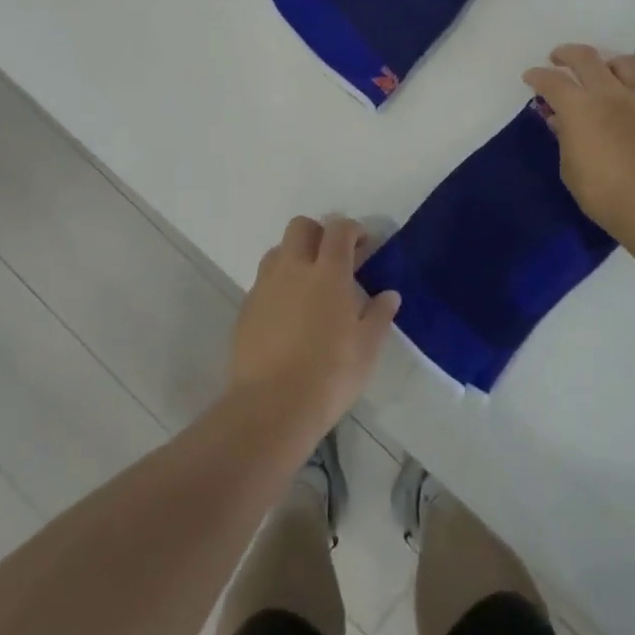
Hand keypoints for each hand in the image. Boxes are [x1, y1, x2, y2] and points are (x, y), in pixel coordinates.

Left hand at [227, 216, 400, 449]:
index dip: (352, 229)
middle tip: (333, 258)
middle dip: (319, 233)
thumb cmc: (329, 376)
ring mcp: (265, 286)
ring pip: (278, 251)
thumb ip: (378, 316)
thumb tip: (389, 295)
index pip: (338, 229)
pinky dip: (277, 285)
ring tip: (308, 284)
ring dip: (294, 255)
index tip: (363, 244)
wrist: (270, 407)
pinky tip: (287, 314)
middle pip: (301, 227)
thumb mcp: (366, 349)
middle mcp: (293, 268)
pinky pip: (263, 281)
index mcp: (328, 272)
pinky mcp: (246, 308)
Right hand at [523, 44, 634, 243]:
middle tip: (558, 59)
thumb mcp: (570, 168)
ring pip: (624, 63)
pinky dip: (634, 88)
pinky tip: (630, 102)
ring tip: (601, 73)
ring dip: (607, 63)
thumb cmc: (603, 192)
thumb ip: (564, 137)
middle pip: (585, 57)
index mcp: (578, 106)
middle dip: (566, 53)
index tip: (530, 78)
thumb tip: (560, 120)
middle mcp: (609, 93)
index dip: (536, 76)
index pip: (551, 80)